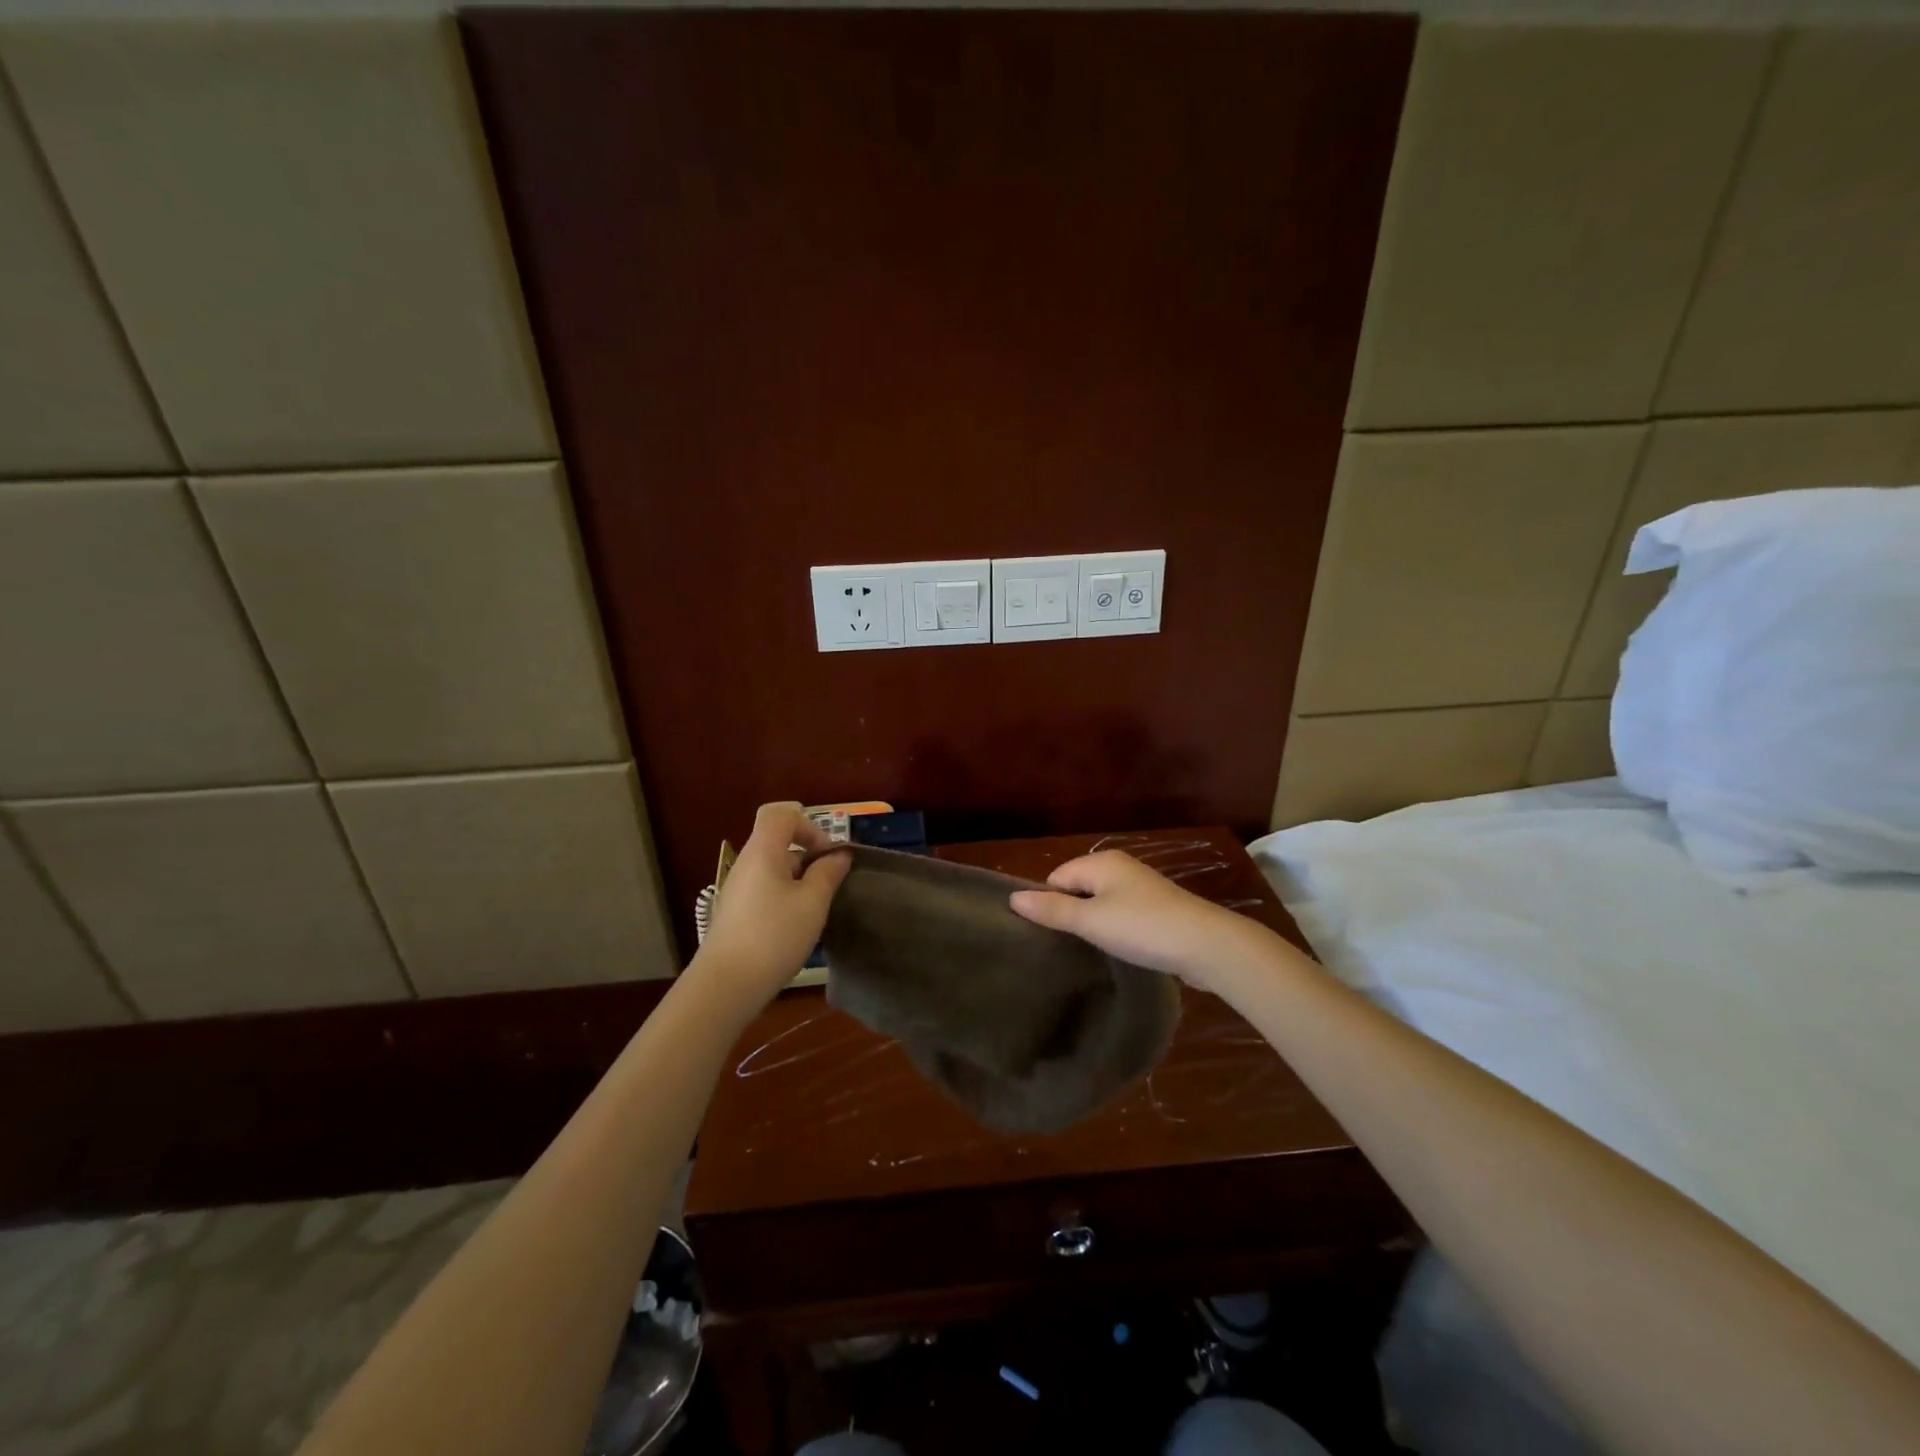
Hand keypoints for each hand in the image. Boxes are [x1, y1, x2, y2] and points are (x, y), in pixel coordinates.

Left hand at [693, 802, 850, 1008]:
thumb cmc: (774, 936)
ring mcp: (737, 890)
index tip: (827, 854)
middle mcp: (745, 864)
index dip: (809, 825)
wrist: (725, 986)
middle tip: (830, 884)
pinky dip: (785, 898)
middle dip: (808, 856)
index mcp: (762, 851)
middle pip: (778, 842)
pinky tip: (797, 927)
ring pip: (773, 869)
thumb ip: (828, 873)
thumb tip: (839, 855)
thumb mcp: (812, 903)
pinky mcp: (735, 914)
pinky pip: (765, 890)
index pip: (781, 814)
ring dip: (799, 881)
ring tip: (817, 910)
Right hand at [1009, 850, 1268, 993]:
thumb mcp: (1091, 921)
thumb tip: (1013, 898)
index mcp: (1101, 862)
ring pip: (1102, 903)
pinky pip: (1123, 915)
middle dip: (1070, 914)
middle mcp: (1121, 867)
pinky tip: (1118, 951)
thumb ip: (1052, 910)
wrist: (1206, 944)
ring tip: (1089, 952)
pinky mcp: (1157, 910)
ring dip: (1094, 925)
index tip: (1047, 936)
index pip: (1057, 877)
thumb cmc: (1142, 928)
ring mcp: (1142, 888)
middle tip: (1064, 947)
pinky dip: (1116, 930)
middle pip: (1079, 888)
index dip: (1049, 905)